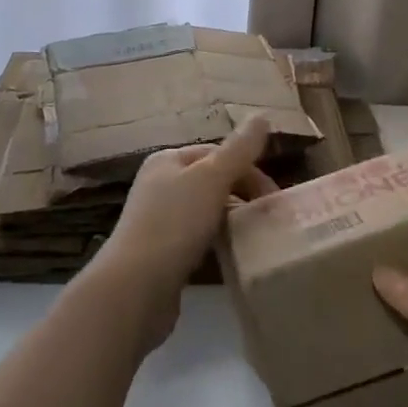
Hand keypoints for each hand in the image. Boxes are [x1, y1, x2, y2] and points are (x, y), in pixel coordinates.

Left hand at [87, 117, 277, 346]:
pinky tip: (232, 256)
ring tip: (256, 237)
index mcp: (167, 160)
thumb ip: (239, 150)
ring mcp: (158, 221)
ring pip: (206, 212)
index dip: (248, 169)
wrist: (134, 290)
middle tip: (269, 218)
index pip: (217, 152)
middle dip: (242, 194)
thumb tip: (262, 116)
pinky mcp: (161, 255)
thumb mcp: (212, 179)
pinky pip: (198, 240)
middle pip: (212, 181)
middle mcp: (159, 185)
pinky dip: (218, 243)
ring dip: (232, 220)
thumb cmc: (174, 224)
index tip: (273, 197)